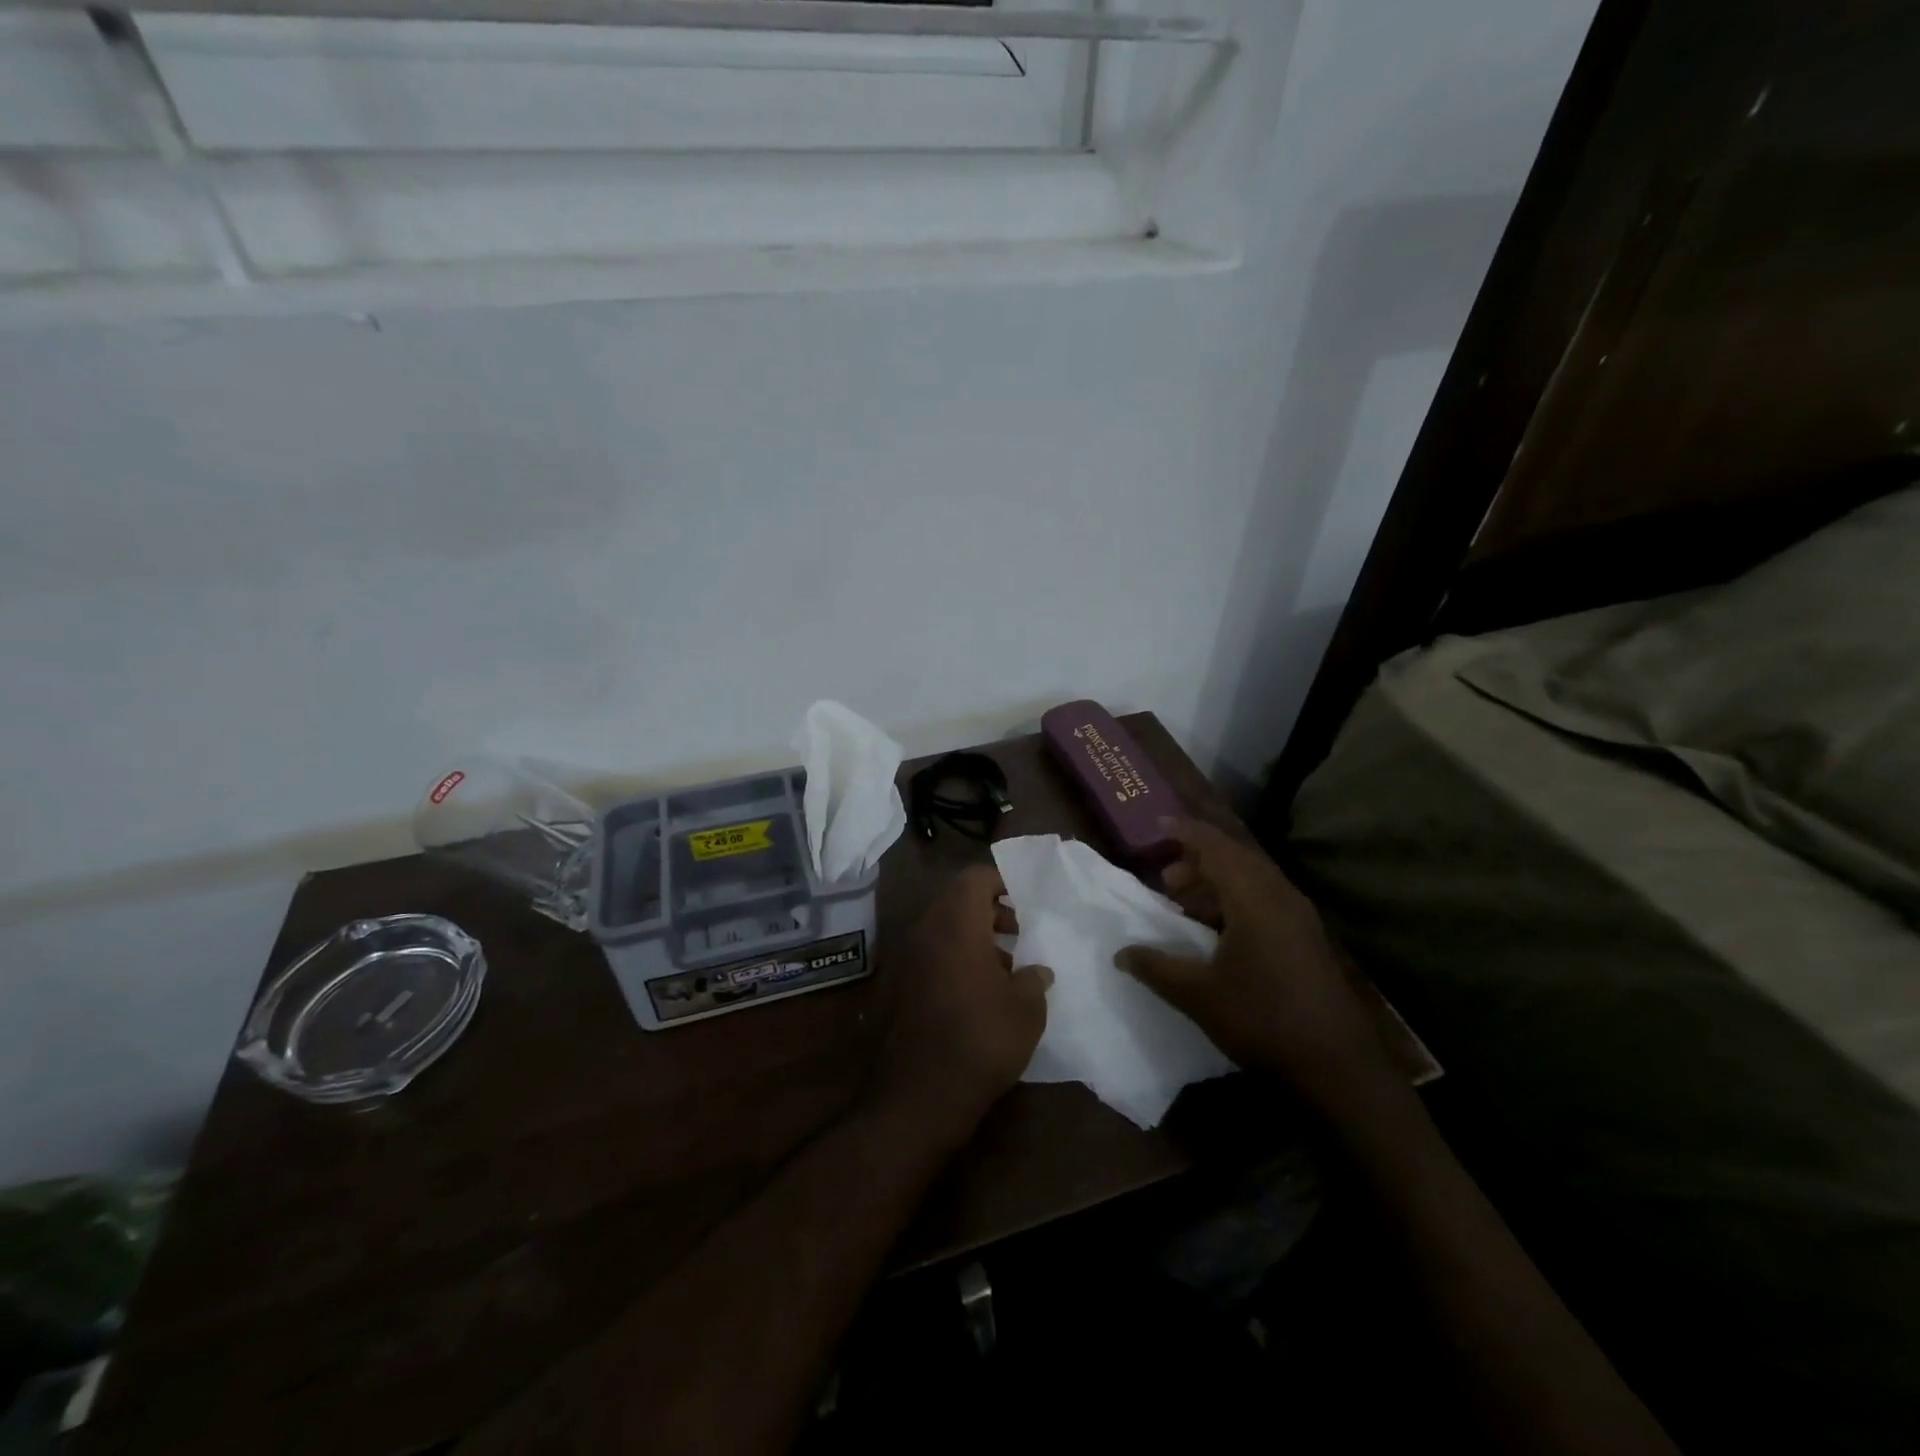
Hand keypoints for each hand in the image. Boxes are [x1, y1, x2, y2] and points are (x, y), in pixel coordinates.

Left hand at [873, 865, 1052, 1146]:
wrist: (921, 1094)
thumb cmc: (982, 1039)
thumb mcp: (1026, 1009)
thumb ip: (1033, 980)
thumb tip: (1036, 970)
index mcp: (956, 924)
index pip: (974, 878)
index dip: (1001, 881)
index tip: (1026, 901)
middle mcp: (927, 932)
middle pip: (957, 900)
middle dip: (990, 909)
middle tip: (1019, 931)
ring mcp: (909, 959)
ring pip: (945, 928)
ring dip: (975, 935)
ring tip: (1007, 964)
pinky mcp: (902, 986)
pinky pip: (934, 954)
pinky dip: (958, 957)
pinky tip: (983, 990)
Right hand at [1116, 819, 1394, 1114]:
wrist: (1337, 1066)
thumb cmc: (1262, 1020)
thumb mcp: (1197, 995)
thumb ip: (1156, 967)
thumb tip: (1121, 953)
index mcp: (1254, 898)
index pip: (1216, 847)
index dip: (1186, 833)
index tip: (1157, 827)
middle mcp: (1280, 896)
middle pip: (1236, 859)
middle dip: (1198, 861)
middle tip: (1166, 880)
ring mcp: (1299, 917)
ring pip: (1252, 879)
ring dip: (1217, 883)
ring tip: (1186, 904)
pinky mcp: (1307, 938)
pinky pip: (1265, 899)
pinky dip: (1236, 900)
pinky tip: (1218, 931)